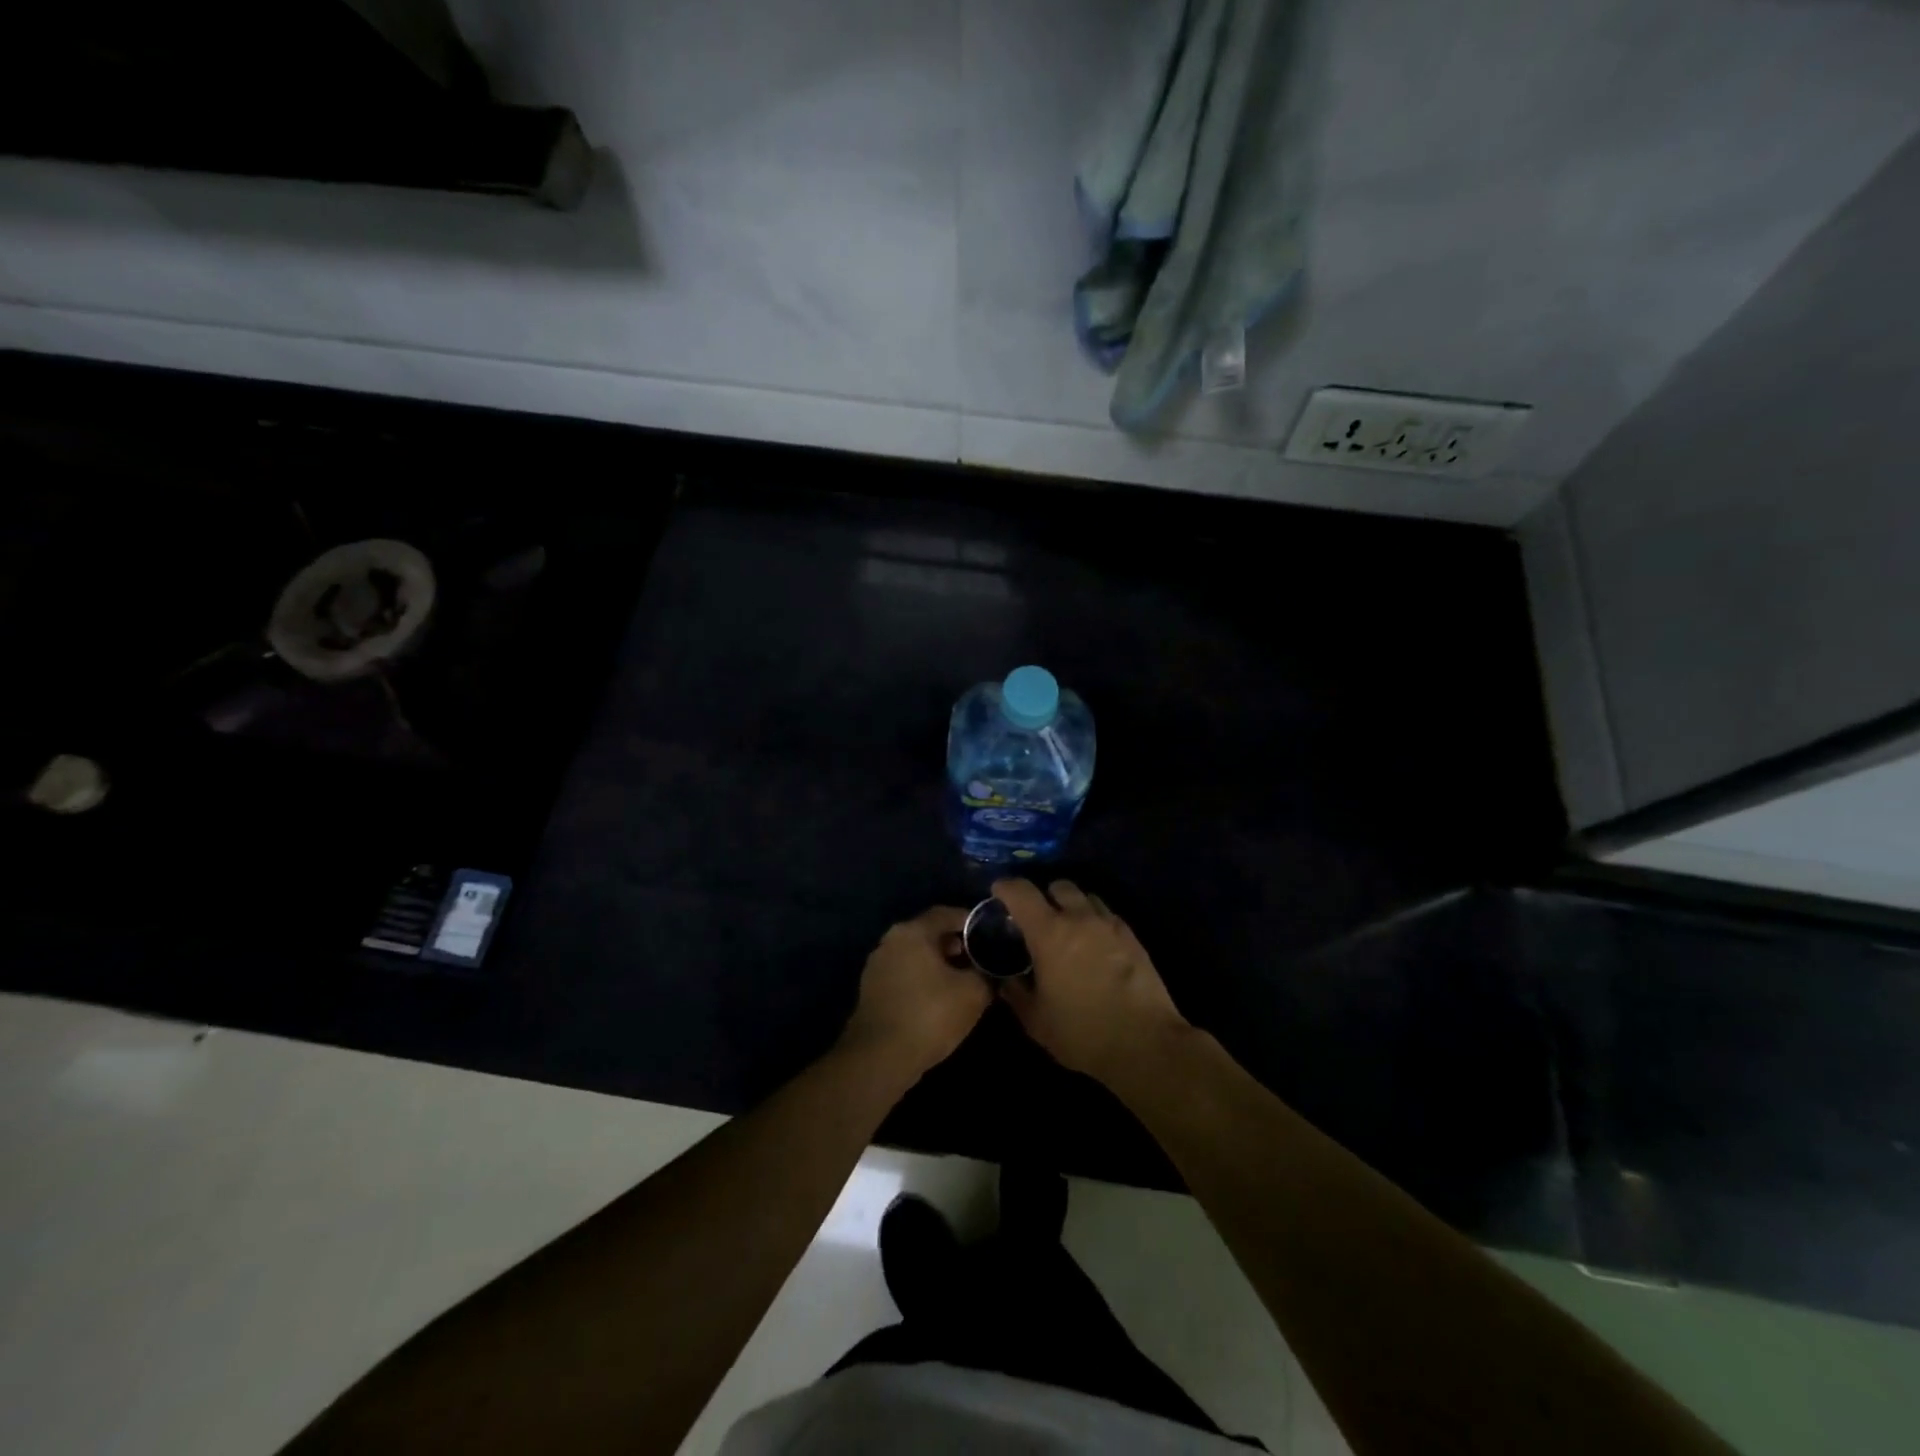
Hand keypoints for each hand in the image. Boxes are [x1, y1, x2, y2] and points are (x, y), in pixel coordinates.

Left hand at [840, 906, 992, 1078]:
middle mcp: (890, 940)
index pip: (947, 913)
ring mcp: (877, 964)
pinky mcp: (871, 989)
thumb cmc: (930, 1015)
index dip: (971, 922)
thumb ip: (986, 973)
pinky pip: (904, 972)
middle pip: (929, 932)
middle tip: (978, 960)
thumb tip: (991, 970)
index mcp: (912, 931)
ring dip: (938, 962)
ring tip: (962, 981)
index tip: (990, 935)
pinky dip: (922, 978)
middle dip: (956, 944)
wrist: (880, 1057)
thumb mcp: (973, 993)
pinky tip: (938, 998)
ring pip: (915, 954)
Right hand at [995, 879, 1188, 1084]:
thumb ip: (1015, 994)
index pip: (1021, 892)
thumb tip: (1005, 980)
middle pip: (1059, 885)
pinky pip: (1107, 915)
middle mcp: (1079, 918)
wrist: (1146, 1043)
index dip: (1006, 887)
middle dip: (1044, 894)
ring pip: (1086, 896)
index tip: (997, 892)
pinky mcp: (1132, 937)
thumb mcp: (1036, 1021)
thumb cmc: (1082, 1032)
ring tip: (1068, 928)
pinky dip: (1095, 920)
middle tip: (1037, 917)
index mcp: (1049, 932)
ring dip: (1072, 905)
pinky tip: (1094, 944)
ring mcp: (1110, 925)